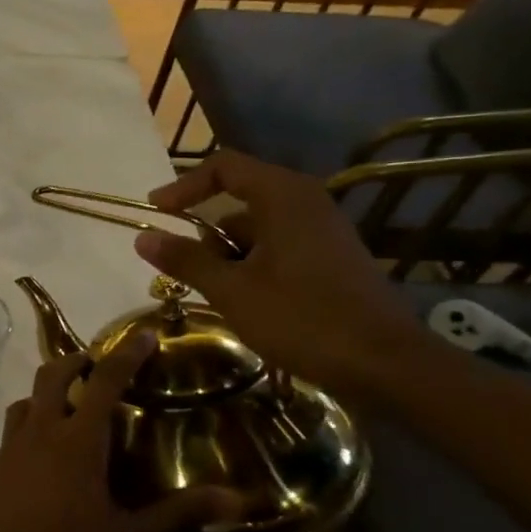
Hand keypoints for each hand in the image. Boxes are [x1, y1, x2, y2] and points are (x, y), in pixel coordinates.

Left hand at [0, 335, 237, 531]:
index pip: (104, 382)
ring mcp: (8, 450)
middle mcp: (39, 433)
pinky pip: (11, 436)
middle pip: (51, 376)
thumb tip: (236, 498)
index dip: (125, 354)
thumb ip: (179, 515)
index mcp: (76, 441)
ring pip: (25, 402)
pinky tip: (42, 462)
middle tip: (97, 366)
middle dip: (75, 361)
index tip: (143, 333)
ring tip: (69, 409)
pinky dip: (29, 430)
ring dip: (46, 394)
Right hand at [133, 149, 425, 399]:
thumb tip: (143, 238)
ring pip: (258, 228)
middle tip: (183, 266)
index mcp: (284, 197)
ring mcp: (323, 231)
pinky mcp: (332, 258)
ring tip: (215, 293)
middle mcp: (306, 203)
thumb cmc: (303, 319)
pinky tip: (246, 302)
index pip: (224, 167)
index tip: (156, 212)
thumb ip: (186, 260)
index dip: (183, 185)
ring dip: (227, 254)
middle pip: (239, 198)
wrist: (387, 364)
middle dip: (205, 231)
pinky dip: (252, 264)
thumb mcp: (232, 291)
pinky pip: (278, 247)